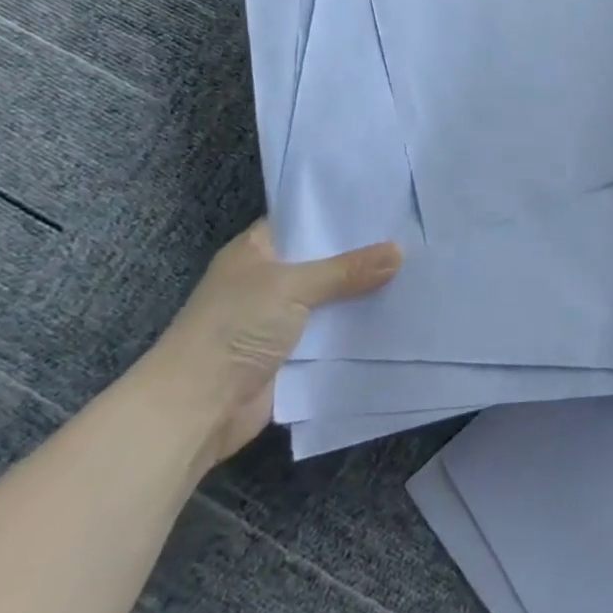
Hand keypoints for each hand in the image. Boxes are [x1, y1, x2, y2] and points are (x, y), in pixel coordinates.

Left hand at [139, 220, 401, 470]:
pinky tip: (398, 313)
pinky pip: (333, 333)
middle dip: (362, 253)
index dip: (341, 212)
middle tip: (413, 233)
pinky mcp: (293, 354)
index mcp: (256, 250)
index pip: (304, 219)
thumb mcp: (292, 286)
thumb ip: (347, 269)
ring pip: (332, 297)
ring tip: (417, 269)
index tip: (386, 202)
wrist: (195, 409)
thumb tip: (400, 251)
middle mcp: (268, 280)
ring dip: (364, 292)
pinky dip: (358, 327)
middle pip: (324, 260)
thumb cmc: (234, 329)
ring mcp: (279, 319)